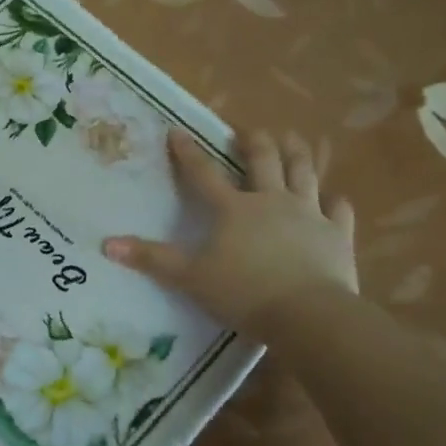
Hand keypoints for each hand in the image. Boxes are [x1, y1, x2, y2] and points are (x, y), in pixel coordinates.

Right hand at [104, 129, 356, 331]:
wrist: (308, 314)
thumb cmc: (243, 292)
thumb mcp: (189, 277)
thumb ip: (151, 259)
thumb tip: (107, 244)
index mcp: (233, 209)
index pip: (204, 174)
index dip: (188, 153)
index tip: (177, 131)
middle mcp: (272, 201)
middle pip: (264, 161)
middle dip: (255, 142)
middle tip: (249, 131)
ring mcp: (309, 214)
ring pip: (305, 173)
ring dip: (297, 154)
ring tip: (293, 140)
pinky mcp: (338, 234)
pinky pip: (338, 210)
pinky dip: (335, 201)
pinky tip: (334, 198)